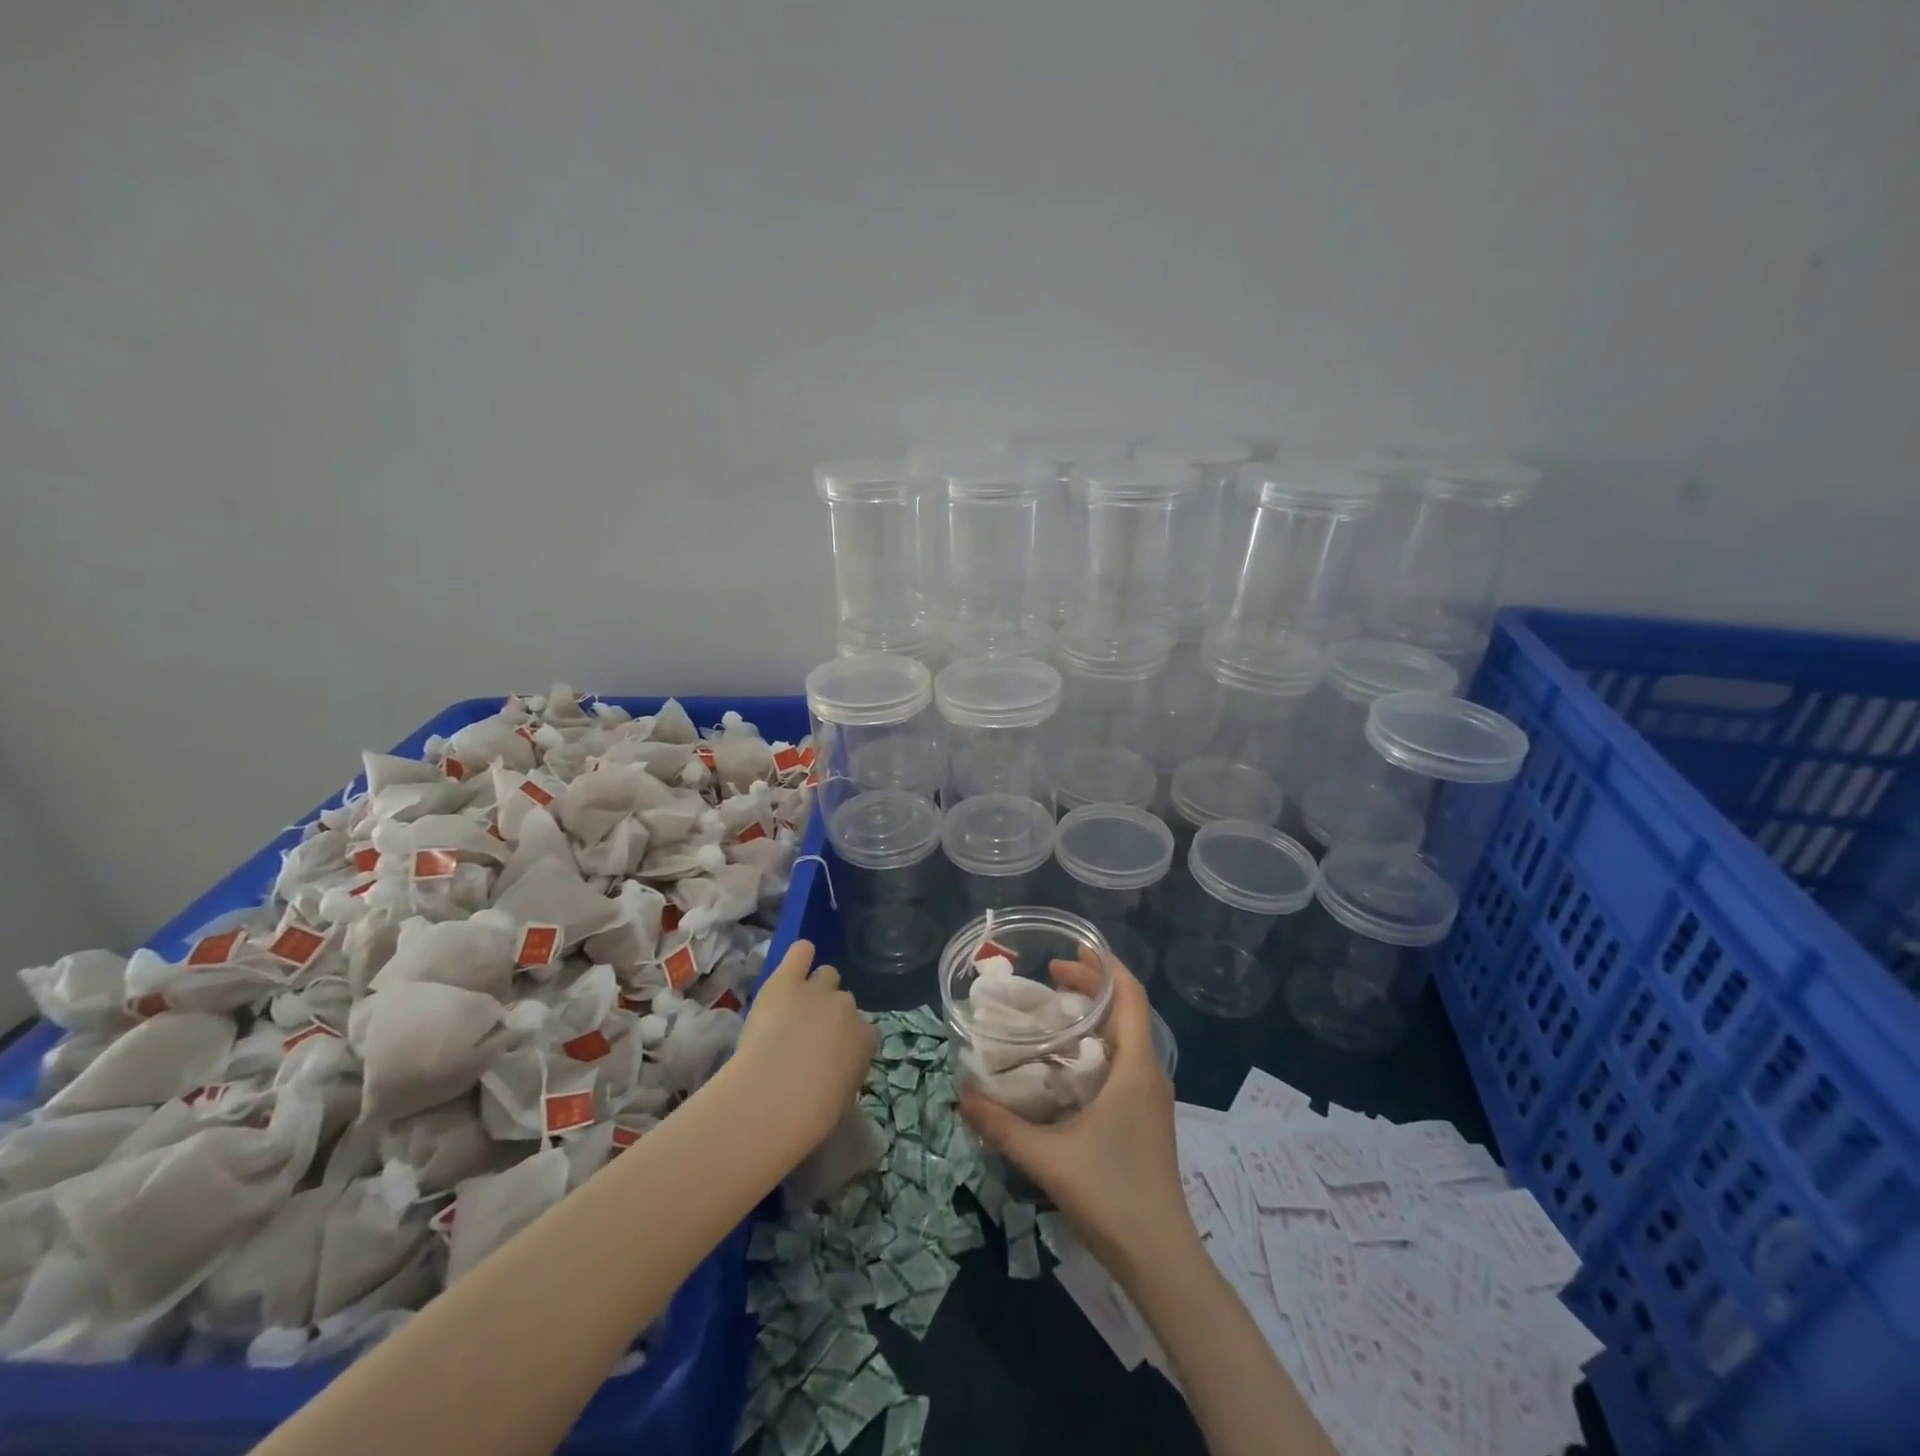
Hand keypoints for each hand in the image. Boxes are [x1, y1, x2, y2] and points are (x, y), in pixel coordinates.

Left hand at [733, 940, 874, 1146]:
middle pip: (845, 1001)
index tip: (831, 1058)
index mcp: (866, 1040)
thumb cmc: (809, 1114)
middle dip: (830, 1015)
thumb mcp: (841, 1098)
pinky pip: (801, 952)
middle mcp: (848, 1008)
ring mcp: (818, 990)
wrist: (773, 1096)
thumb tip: (835, 1068)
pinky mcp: (787, 980)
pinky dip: (800, 957)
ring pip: (826, 975)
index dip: (847, 1042)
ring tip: (796, 1007)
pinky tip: (795, 963)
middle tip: (808, 1036)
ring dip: (815, 989)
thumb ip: (845, 1072)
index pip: (865, 1032)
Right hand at [960, 955, 1196, 1282]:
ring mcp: (1151, 1097)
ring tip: (1053, 1013)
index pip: (1130, 996)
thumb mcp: (1048, 1158)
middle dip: (1092, 987)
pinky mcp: (1146, 1118)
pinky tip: (1066, 1064)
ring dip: (1094, 1017)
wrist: (1161, 1258)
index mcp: (1135, 1068)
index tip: (1072, 950)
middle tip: (1050, 978)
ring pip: (1126, 1038)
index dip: (1105, 966)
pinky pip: (1124, 1062)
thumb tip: (963, 1095)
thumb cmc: (1112, 1194)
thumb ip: (1002, 1126)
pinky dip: (1097, 1046)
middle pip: (1127, 1012)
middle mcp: (1148, 1073)